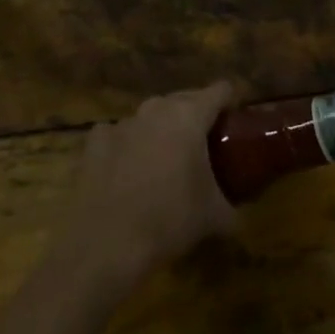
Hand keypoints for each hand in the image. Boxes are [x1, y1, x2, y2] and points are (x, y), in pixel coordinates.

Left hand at [57, 82, 236, 290]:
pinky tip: (126, 171)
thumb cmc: (169, 220)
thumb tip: (237, 219)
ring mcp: (123, 121)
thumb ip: (231, 210)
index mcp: (189, 116)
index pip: (219, 91)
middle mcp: (156, 109)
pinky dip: (126, 146)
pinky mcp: (96, 139)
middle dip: (196, 115)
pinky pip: (119, 134)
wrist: (106, 242)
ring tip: (164, 160)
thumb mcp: (212, 218)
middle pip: (184, 99)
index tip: (234, 118)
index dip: (229, 100)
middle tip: (204, 144)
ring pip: (150, 116)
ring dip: (160, 131)